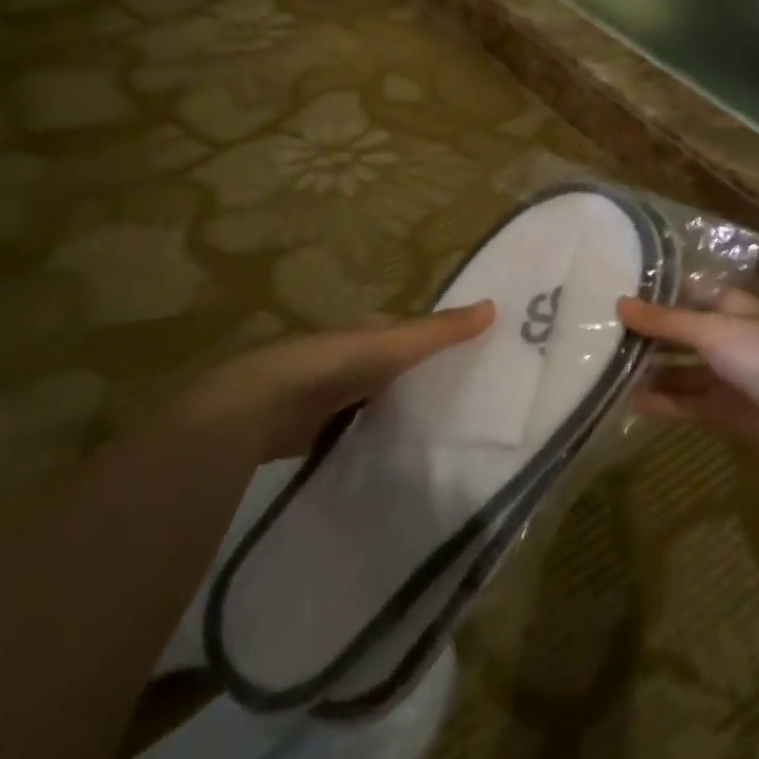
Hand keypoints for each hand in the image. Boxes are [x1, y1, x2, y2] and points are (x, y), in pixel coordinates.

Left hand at [181, 301, 495, 459]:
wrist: (264, 407)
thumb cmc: (335, 365)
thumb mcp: (396, 345)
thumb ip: (441, 331)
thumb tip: (494, 305)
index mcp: (367, 334)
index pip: (411, 334)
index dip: (440, 341)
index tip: (475, 358)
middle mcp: (350, 361)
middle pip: (395, 369)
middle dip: (422, 379)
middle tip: (467, 401)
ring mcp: (332, 397)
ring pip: (377, 400)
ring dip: (399, 409)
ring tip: (442, 432)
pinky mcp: (318, 432)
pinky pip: (359, 430)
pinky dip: (376, 435)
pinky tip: (398, 453)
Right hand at [618, 290, 758, 463]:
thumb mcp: (711, 330)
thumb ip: (664, 321)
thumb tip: (618, 303)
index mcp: (733, 309)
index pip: (690, 297)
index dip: (659, 297)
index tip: (620, 298)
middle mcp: (730, 340)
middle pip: (682, 336)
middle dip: (649, 338)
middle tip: (603, 336)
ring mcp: (728, 378)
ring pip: (681, 372)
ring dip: (651, 373)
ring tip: (607, 370)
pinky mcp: (726, 413)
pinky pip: (687, 404)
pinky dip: (662, 403)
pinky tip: (630, 402)